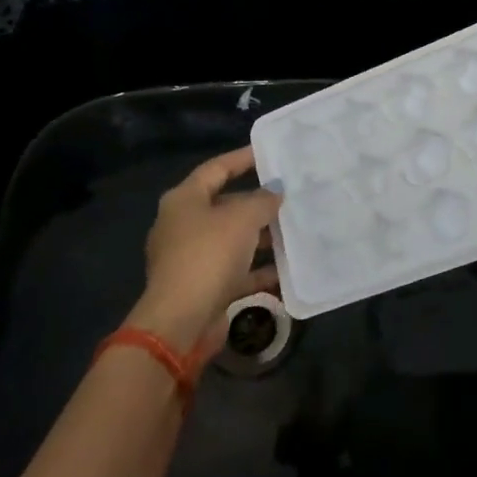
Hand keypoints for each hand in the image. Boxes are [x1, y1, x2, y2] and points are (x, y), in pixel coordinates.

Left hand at [126, 146, 281, 357]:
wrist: (181, 322)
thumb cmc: (208, 255)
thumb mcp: (242, 219)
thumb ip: (262, 200)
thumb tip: (274, 191)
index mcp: (184, 200)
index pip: (216, 169)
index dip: (243, 159)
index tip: (271, 154)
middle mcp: (184, 225)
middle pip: (225, 205)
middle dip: (258, 203)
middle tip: (291, 196)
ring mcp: (191, 258)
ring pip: (233, 240)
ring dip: (262, 237)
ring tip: (295, 230)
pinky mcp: (203, 287)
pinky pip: (236, 271)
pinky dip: (258, 269)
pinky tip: (287, 270)